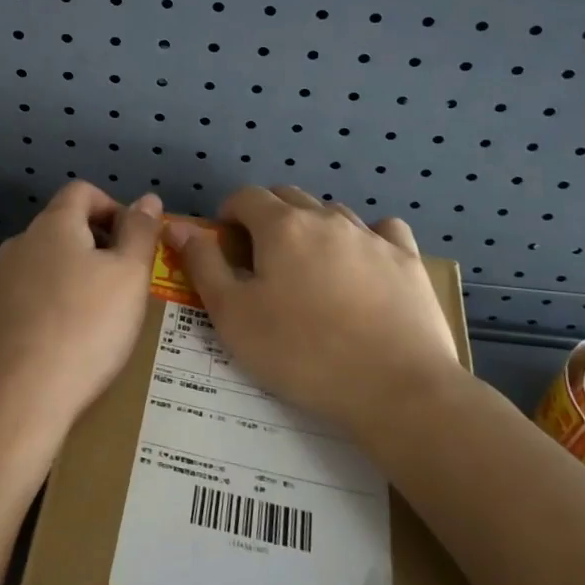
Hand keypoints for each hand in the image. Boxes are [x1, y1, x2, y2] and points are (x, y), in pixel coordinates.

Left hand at [0, 181, 162, 451]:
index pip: (81, 191)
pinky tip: (52, 346)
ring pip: (36, 268)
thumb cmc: (84, 329)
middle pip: (58, 230)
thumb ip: (140, 232)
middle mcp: (16, 245)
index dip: (111, 207)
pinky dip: (37, 311)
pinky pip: (16, 302)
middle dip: (90, 248)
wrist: (14, 401)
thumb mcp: (129, 277)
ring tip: (87, 321)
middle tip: (118, 287)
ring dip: (62, 280)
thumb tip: (147, 198)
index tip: (131, 242)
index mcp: (53, 226)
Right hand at [166, 185, 464, 435]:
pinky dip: (367, 238)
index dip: (229, 213)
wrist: (395, 388)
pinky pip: (383, 230)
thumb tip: (177, 226)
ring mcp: (371, 235)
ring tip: (310, 268)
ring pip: (332, 213)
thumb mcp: (233, 316)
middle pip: (288, 197)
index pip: (246, 196)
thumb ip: (203, 265)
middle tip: (262, 259)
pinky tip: (365, 264)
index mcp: (281, 226)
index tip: (226, 243)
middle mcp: (326, 218)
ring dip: (313, 227)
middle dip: (268, 216)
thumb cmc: (301, 354)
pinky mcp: (407, 259)